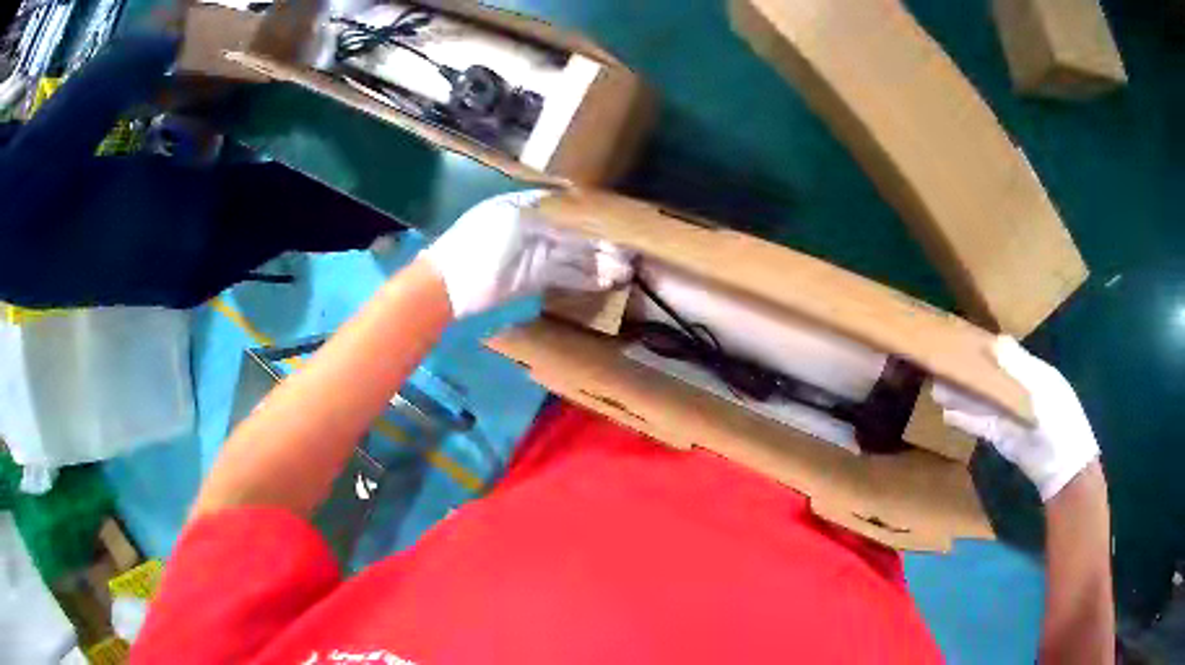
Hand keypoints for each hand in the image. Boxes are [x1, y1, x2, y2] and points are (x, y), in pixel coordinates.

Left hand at [421, 190, 633, 317]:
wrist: (450, 286)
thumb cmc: (478, 245)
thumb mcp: (513, 221)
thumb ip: (549, 218)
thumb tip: (582, 219)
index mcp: (527, 207)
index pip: (567, 207)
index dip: (593, 215)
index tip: (619, 223)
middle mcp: (535, 228)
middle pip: (575, 234)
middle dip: (602, 243)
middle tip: (631, 253)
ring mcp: (535, 255)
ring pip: (574, 257)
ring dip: (599, 264)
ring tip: (626, 271)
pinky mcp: (534, 280)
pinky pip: (565, 277)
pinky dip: (585, 280)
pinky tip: (607, 282)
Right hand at [933, 336, 1098, 501]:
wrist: (1062, 467)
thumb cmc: (1058, 420)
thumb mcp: (1042, 388)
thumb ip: (1018, 366)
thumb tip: (994, 340)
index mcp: (1031, 372)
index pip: (1004, 354)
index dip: (984, 348)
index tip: (961, 340)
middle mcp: (1017, 390)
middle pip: (988, 377)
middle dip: (967, 372)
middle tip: (940, 365)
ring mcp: (1008, 415)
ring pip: (981, 401)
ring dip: (961, 395)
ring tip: (936, 388)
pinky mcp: (1001, 437)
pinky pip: (980, 425)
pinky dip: (965, 419)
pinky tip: (947, 415)